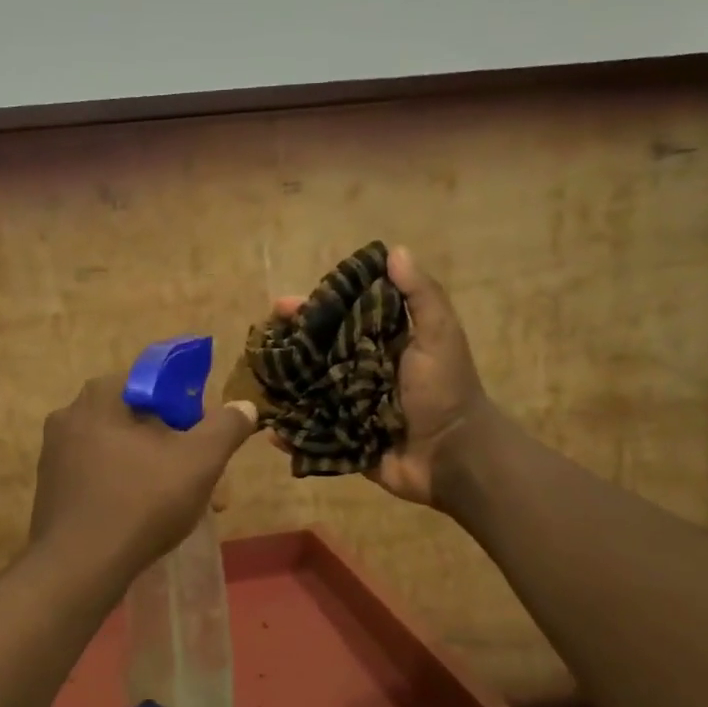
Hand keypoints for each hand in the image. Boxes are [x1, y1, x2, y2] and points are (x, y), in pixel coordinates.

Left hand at [29, 374, 258, 575]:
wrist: (79, 567)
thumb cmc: (142, 502)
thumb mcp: (199, 462)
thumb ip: (225, 428)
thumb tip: (245, 406)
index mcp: (100, 396)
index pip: (155, 383)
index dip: (188, 409)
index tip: (205, 441)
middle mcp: (70, 415)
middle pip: (138, 420)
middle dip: (176, 447)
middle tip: (204, 480)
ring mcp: (55, 453)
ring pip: (121, 451)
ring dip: (155, 471)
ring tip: (184, 506)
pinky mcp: (50, 488)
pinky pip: (99, 475)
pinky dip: (126, 488)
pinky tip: (146, 518)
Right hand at [274, 245, 492, 511]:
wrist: (455, 456)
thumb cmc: (445, 391)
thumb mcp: (439, 336)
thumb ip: (421, 296)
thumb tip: (395, 251)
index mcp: (381, 345)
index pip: (338, 320)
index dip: (310, 310)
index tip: (279, 306)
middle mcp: (361, 373)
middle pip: (316, 356)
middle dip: (286, 351)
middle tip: (257, 348)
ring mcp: (350, 409)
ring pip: (309, 394)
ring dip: (282, 390)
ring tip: (253, 386)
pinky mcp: (346, 442)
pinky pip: (313, 435)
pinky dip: (292, 435)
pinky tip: (270, 430)